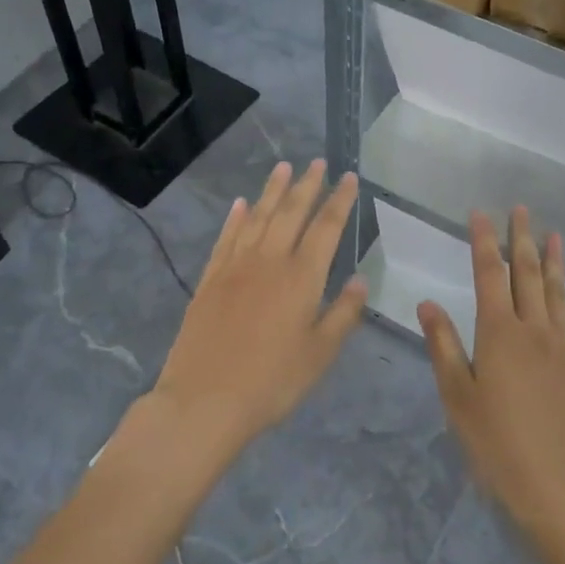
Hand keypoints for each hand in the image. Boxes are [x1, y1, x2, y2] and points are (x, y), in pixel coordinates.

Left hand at [151, 160, 366, 453]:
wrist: (204, 401)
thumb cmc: (271, 382)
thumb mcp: (320, 355)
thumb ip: (343, 315)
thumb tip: (360, 280)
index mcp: (302, 278)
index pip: (326, 228)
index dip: (339, 200)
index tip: (349, 177)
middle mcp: (269, 261)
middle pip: (291, 213)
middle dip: (307, 185)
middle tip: (317, 162)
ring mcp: (236, 267)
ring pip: (258, 217)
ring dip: (272, 190)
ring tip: (283, 167)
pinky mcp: (210, 279)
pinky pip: (226, 238)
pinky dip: (236, 218)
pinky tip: (242, 204)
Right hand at [419, 207, 564, 534]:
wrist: (552, 484)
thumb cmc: (494, 441)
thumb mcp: (456, 395)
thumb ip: (443, 344)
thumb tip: (427, 302)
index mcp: (498, 332)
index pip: (489, 273)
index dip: (483, 241)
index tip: (480, 213)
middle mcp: (532, 329)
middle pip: (526, 273)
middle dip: (521, 238)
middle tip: (521, 209)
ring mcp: (559, 347)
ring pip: (556, 292)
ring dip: (554, 261)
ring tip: (554, 234)